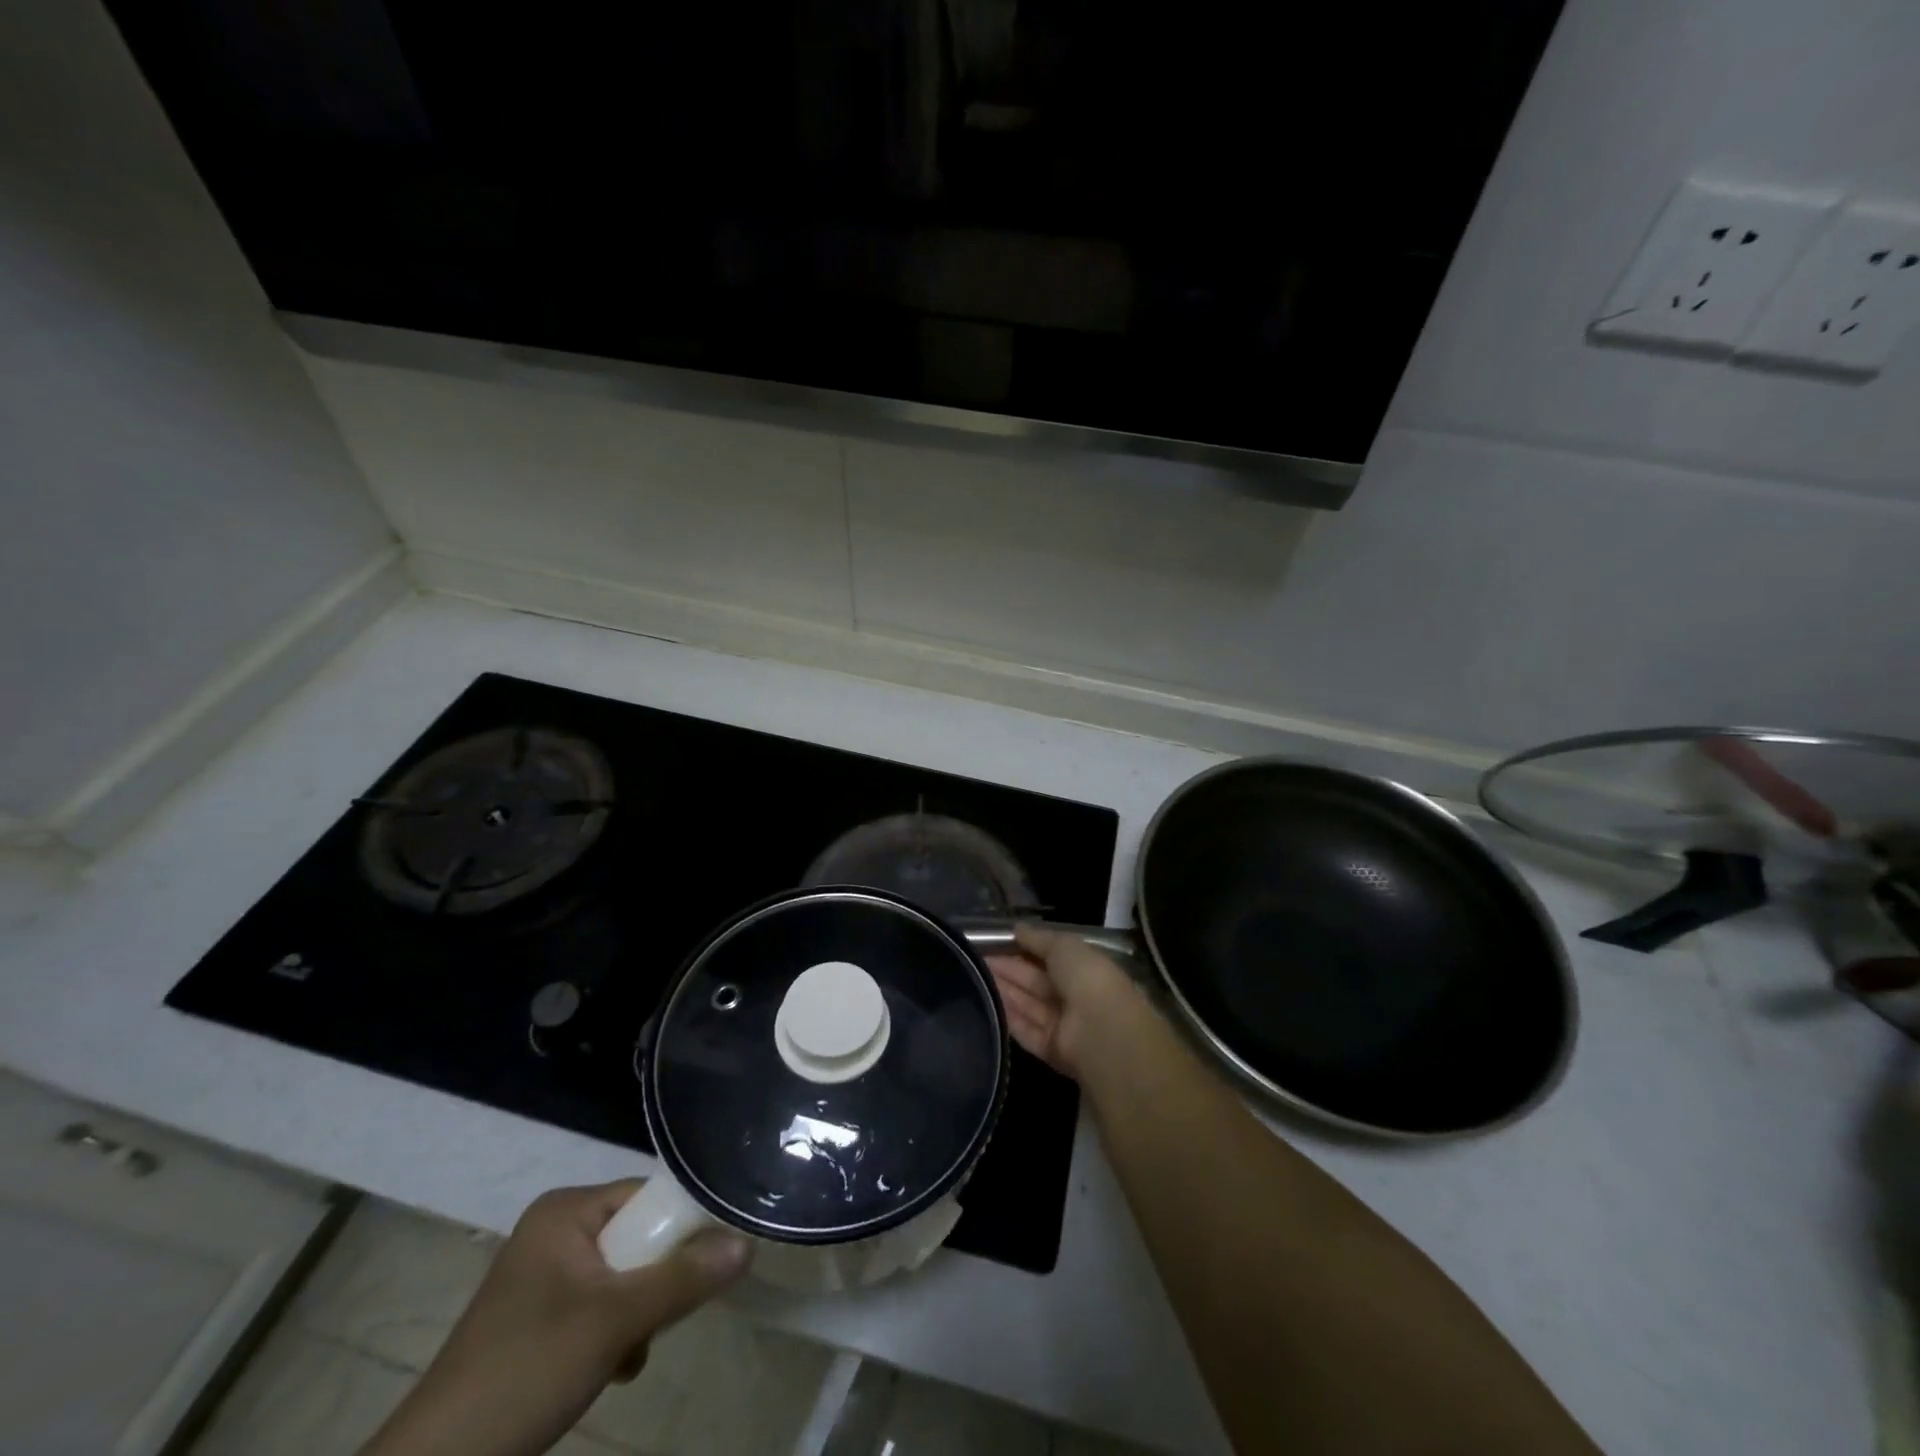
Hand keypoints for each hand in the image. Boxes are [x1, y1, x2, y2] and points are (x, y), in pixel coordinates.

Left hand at [361, 1181, 750, 1455]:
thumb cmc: (527, 1369)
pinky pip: (600, 1304)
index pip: (647, 1196)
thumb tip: (748, 1243)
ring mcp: (544, 1276)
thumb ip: (684, 1278)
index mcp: (565, 1210)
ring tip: (628, 1353)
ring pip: (623, 1276)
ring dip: (638, 1314)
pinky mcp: (538, 1318)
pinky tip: (610, 1368)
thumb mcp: (615, 1321)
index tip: (707, 1262)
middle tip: (657, 1320)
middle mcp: (555, 1230)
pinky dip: (614, 1333)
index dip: (682, 1225)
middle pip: (638, 1237)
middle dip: (655, 1283)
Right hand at [987, 923, 1141, 1080]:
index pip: (1049, 957)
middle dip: (1008, 969)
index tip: (995, 942)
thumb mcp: (1063, 946)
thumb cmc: (1086, 978)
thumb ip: (1039, 938)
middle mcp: (1073, 996)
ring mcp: (1062, 1025)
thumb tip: (1017, 928)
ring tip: (974, 976)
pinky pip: (1025, 1030)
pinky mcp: (1050, 1049)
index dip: (1023, 949)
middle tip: (977, 959)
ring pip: (1027, 1004)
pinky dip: (1008, 1017)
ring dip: (1004, 990)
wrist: (1101, 1030)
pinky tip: (986, 1003)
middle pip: (1035, 981)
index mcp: (1083, 969)